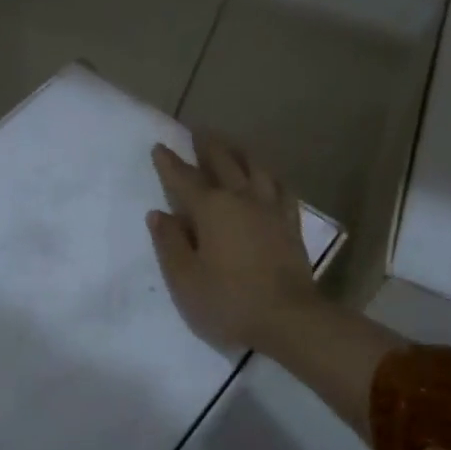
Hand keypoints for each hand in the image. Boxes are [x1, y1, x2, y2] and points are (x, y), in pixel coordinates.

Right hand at [147, 132, 320, 353]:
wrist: (289, 319)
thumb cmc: (229, 301)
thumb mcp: (186, 279)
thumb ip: (169, 244)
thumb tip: (159, 214)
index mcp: (211, 209)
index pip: (184, 179)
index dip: (169, 163)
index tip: (160, 146)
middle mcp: (242, 199)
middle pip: (224, 162)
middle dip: (208, 145)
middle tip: (198, 131)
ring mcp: (271, 210)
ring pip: (256, 169)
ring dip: (241, 153)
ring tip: (233, 145)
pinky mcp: (291, 224)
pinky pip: (282, 190)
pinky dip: (271, 178)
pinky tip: (270, 178)